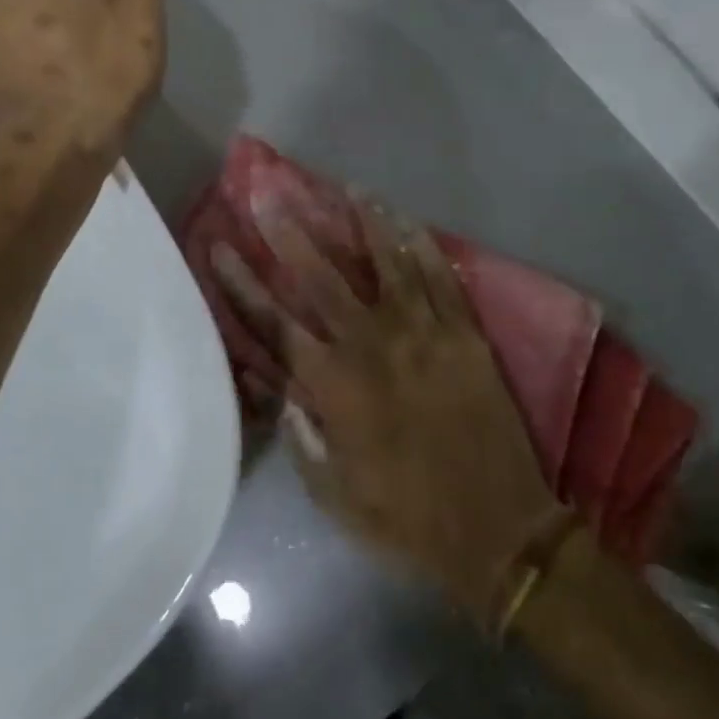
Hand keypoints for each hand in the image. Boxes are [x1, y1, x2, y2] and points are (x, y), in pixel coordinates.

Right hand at [213, 202, 563, 625]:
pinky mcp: (464, 335)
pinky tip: (407, 219)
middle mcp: (372, 346)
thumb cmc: (407, 518)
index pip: (273, 322)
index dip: (242, 283)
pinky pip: (439, 278)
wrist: (499, 529)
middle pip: (322, 277)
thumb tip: (277, 390)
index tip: (219, 246)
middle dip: (291, 232)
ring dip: (364, 221)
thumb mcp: (334, 494)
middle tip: (270, 193)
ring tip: (349, 188)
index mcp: (333, 386)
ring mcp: (422, 334)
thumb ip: (301, 437)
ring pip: (387, 262)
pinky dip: (422, 245)